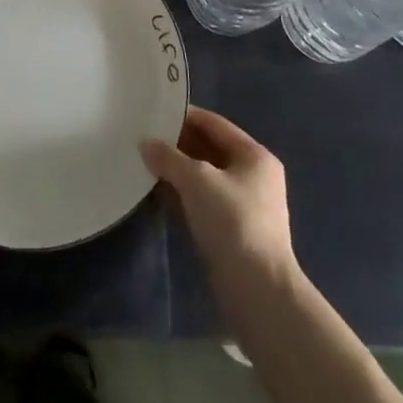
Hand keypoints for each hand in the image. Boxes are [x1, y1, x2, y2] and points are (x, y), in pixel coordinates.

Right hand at [142, 106, 296, 290]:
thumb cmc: (233, 222)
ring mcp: (243, 206)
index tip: (154, 111)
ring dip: (177, 171)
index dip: (184, 116)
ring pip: (204, 177)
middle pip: (209, 149)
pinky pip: (202, 201)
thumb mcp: (197, 180)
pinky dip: (182, 195)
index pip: (214, 124)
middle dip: (178, 144)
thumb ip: (169, 158)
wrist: (258, 290)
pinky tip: (156, 192)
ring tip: (145, 162)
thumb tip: (146, 144)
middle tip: (144, 137)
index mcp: (254, 156)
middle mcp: (252, 176)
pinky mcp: (232, 231)